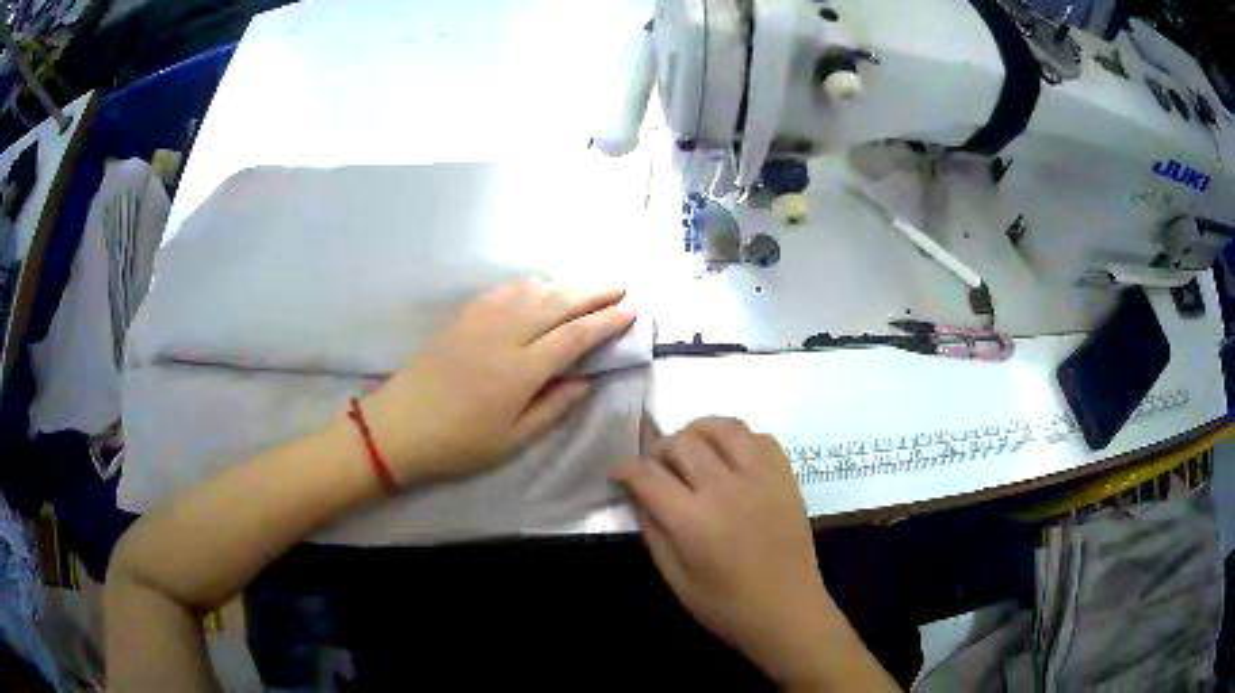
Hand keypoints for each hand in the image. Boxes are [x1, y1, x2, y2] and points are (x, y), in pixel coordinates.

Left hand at [361, 279, 634, 484]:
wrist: (400, 426)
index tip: (631, 310)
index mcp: (521, 371)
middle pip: (558, 303)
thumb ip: (554, 408)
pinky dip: (532, 284)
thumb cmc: (459, 443)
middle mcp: (505, 335)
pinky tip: (542, 285)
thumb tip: (587, 381)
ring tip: (590, 283)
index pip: (575, 336)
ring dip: (566, 283)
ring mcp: (481, 320)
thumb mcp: (513, 440)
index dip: (606, 321)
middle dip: (593, 292)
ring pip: (533, 290)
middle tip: (621, 285)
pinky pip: (505, 290)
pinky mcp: (463, 316)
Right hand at [613, 419, 890, 689]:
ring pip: (723, 428)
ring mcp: (761, 478)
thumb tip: (638, 496)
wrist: (788, 611)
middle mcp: (726, 489)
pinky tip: (729, 458)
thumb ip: (653, 532)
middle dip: (658, 450)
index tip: (618, 473)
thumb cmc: (727, 606)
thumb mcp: (675, 579)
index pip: (648, 475)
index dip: (625, 469)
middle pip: (682, 443)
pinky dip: (737, 439)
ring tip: (691, 451)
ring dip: (698, 433)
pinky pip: (759, 437)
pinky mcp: (786, 477)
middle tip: (656, 469)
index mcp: (693, 521)